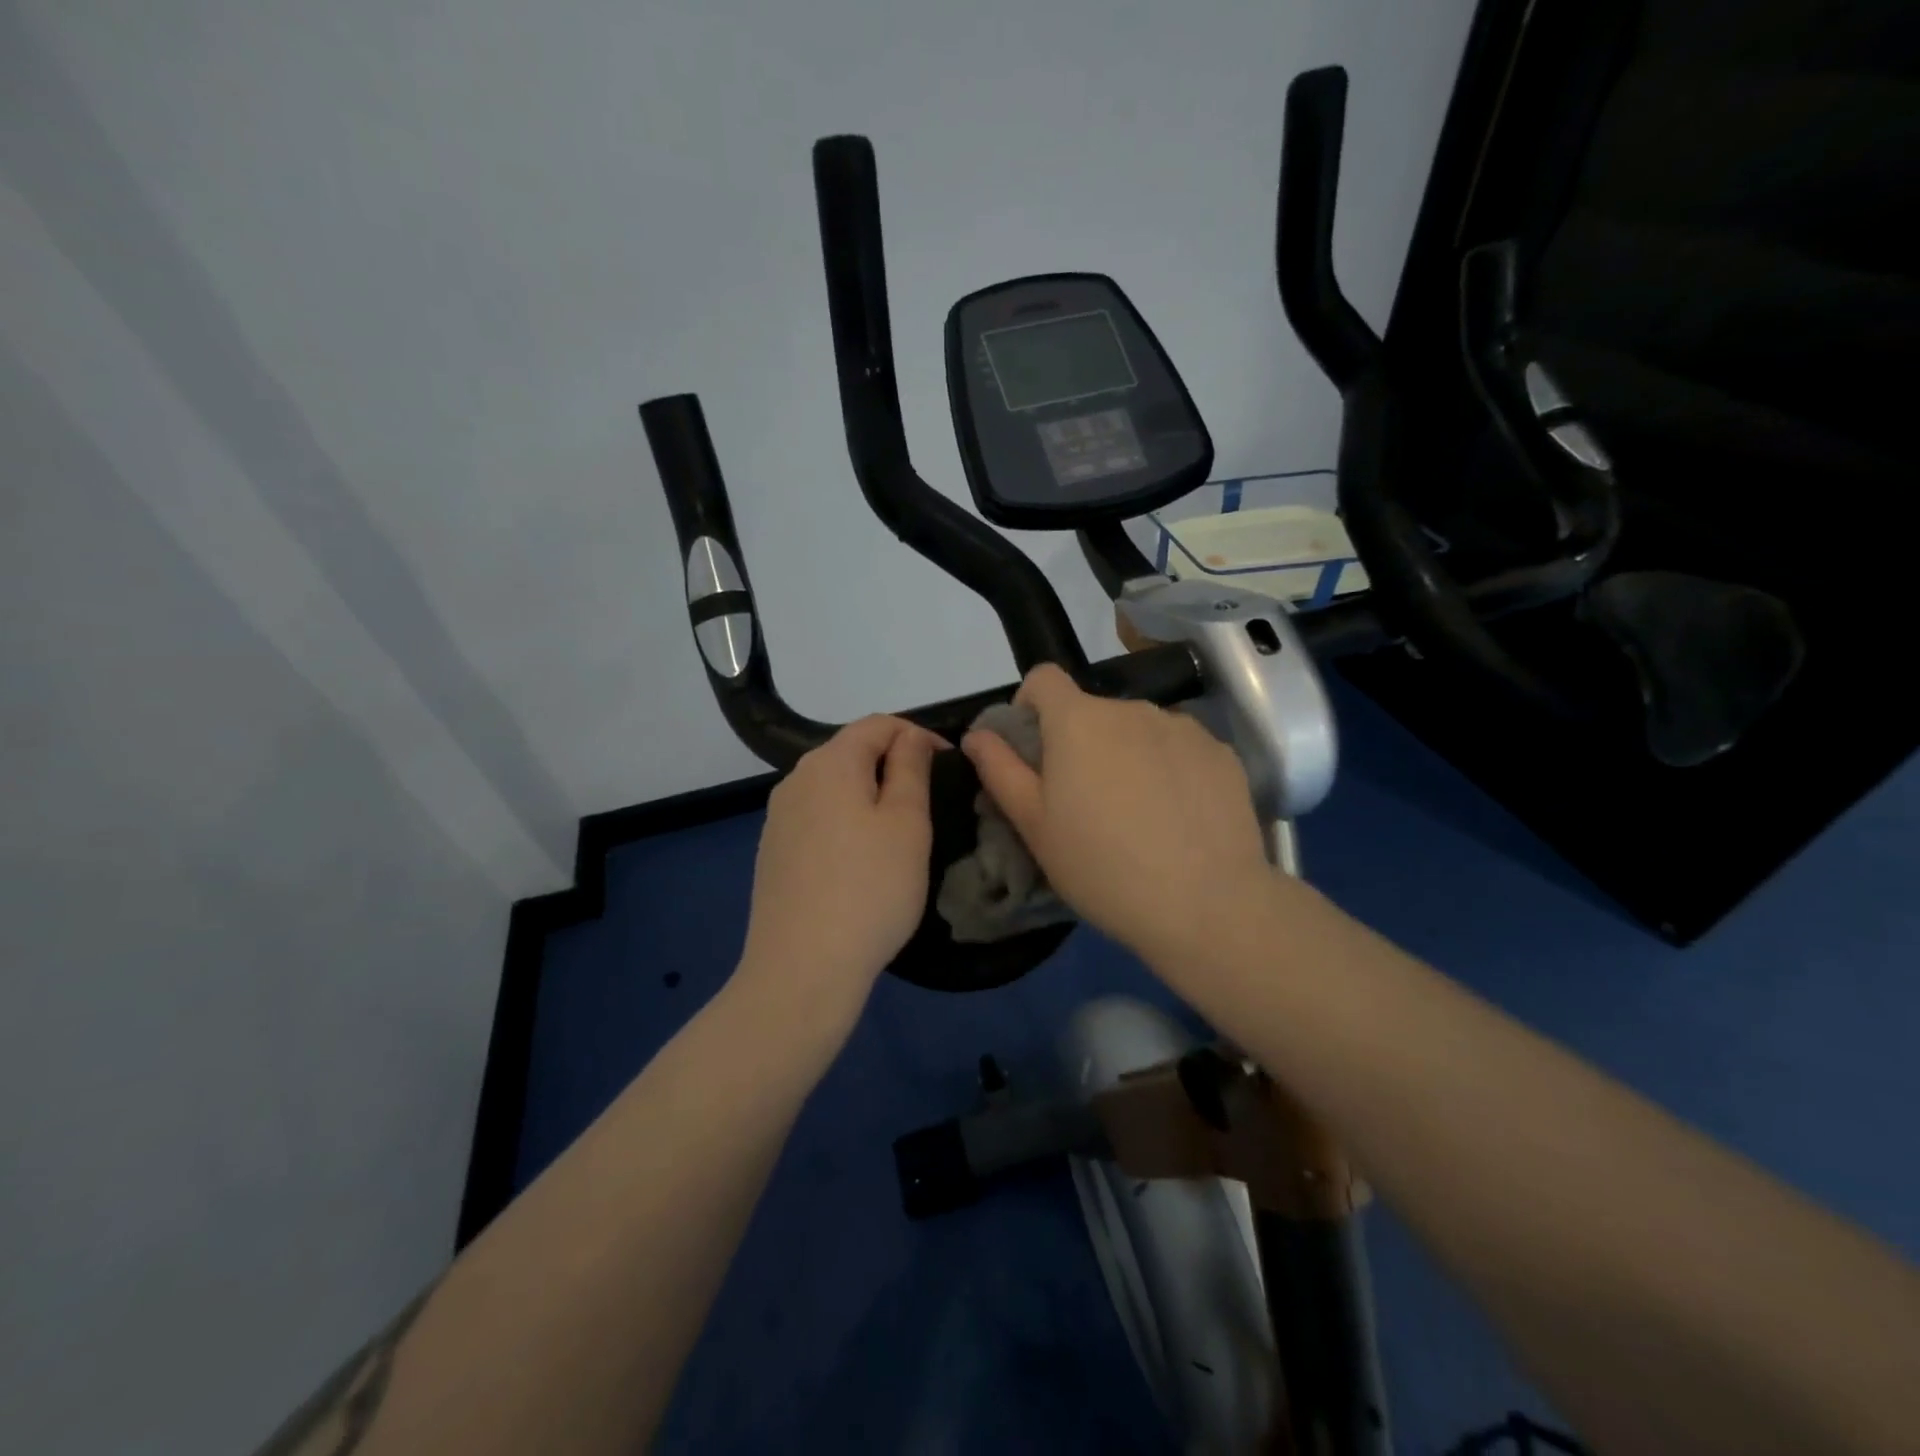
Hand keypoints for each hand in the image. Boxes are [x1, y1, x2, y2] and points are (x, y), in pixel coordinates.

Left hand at [736, 716, 941, 1033]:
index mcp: (830, 763)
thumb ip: (910, 768)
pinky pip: (817, 818)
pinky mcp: (773, 852)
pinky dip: (845, 822)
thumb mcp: (907, 823)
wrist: (802, 969)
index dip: (918, 735)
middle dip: (893, 764)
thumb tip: (910, 738)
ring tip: (899, 833)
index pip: (878, 724)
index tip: (949, 767)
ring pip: (834, 787)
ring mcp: (778, 818)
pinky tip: (861, 861)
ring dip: (869, 794)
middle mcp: (796, 780)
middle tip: (929, 801)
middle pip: (851, 752)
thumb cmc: (870, 889)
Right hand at [962, 665, 1274, 967]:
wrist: (1206, 905)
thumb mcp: (1034, 825)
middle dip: (1081, 743)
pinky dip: (1169, 769)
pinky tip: (1177, 818)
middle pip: (1093, 711)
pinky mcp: (1222, 752)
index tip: (1034, 749)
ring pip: (1138, 730)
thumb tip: (976, 734)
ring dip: (1127, 754)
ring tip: (1137, 814)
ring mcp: (1182, 727)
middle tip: (1085, 802)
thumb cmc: (1101, 866)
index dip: (1029, 704)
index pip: (1044, 678)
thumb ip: (1000, 770)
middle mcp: (1131, 709)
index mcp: (1079, 720)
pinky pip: (1180, 748)